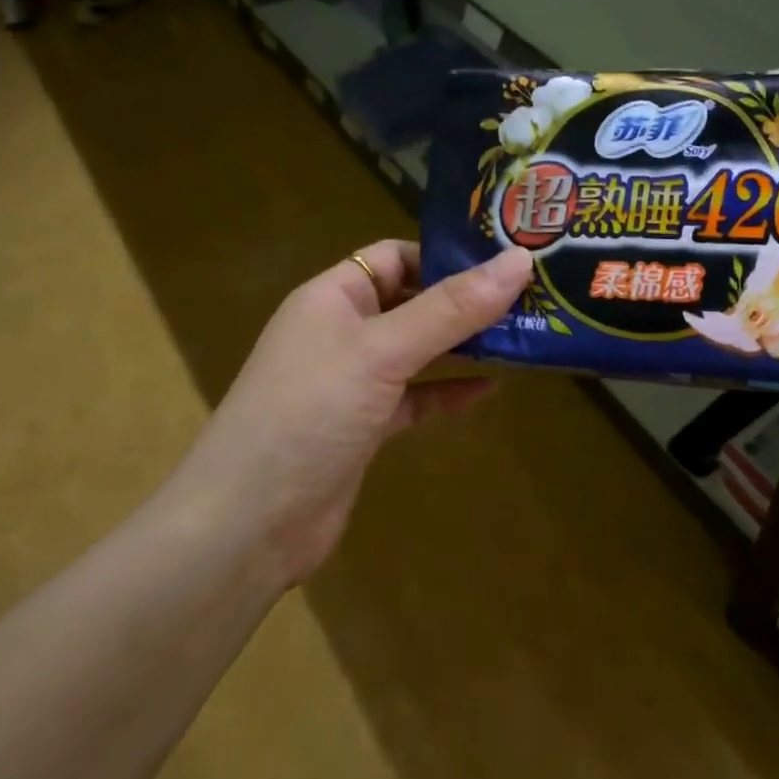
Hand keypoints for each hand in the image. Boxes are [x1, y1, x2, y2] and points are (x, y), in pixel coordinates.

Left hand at [183, 242, 532, 586]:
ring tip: (521, 338)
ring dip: (462, 345)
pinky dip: (447, 391)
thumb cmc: (310, 413)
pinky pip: (414, 397)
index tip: (505, 262)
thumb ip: (451, 309)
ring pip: (416, 350)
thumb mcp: (382, 351)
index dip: (445, 255)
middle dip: (464, 300)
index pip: (394, 255)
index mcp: (333, 296)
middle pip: (411, 301)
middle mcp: (341, 331)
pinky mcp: (363, 427)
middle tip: (529, 299)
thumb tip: (519, 260)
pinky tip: (489, 391)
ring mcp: (351, 382)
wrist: (249, 523)